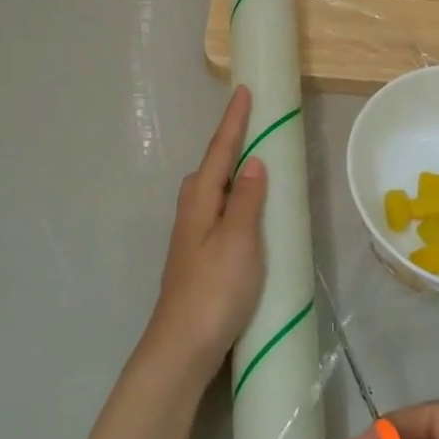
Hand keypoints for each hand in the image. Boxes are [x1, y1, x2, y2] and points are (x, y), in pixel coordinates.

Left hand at [140, 86, 267, 386]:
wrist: (183, 347)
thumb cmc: (214, 289)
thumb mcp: (239, 240)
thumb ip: (247, 200)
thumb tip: (253, 161)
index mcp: (200, 200)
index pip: (220, 151)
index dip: (234, 122)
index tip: (244, 91)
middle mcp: (191, 211)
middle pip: (211, 167)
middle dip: (230, 143)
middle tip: (255, 125)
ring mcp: (192, 235)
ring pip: (213, 190)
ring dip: (232, 172)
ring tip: (256, 162)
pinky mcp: (199, 256)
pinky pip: (219, 212)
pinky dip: (234, 199)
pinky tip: (246, 212)